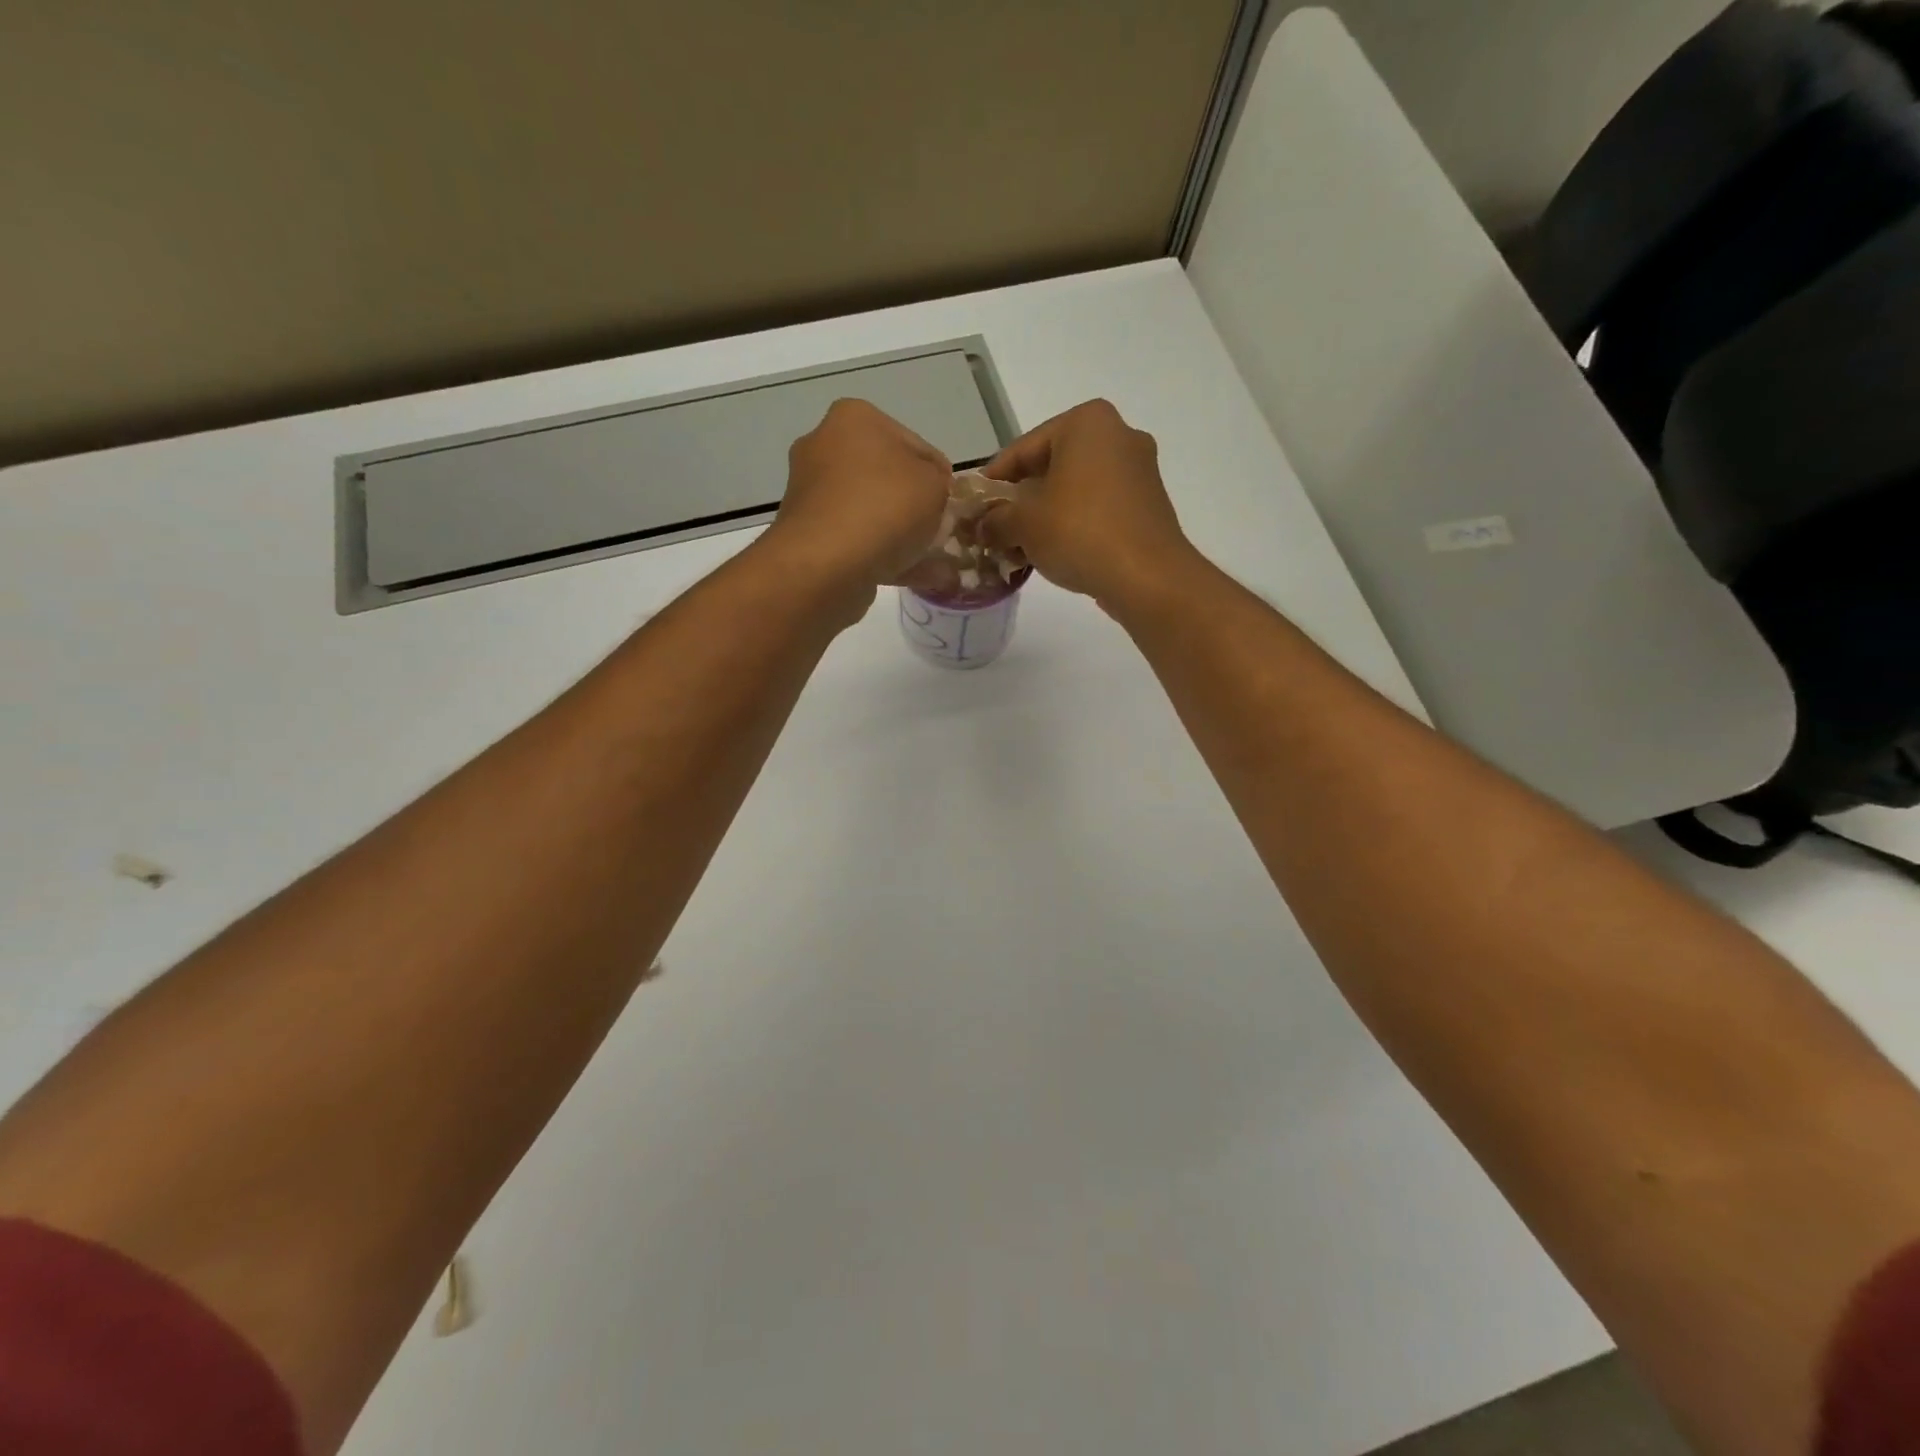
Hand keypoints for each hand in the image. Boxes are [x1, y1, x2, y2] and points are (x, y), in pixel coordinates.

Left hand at [763, 399, 952, 594]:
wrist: (826, 564)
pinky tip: (915, 577)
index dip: (939, 474)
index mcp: (854, 418)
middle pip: (887, 477)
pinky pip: (856, 540)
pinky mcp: (808, 534)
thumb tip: (931, 492)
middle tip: (941, 530)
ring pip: (872, 511)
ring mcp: (812, 493)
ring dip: (901, 533)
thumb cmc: (884, 508)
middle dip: (915, 504)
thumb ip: (939, 482)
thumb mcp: (934, 485)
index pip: (914, 443)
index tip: (952, 501)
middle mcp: (825, 447)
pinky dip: (884, 554)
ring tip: (933, 562)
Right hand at [979, 399, 1199, 609]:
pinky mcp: (1148, 503)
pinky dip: (1074, 523)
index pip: (1023, 449)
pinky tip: (1055, 552)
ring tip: (1020, 545)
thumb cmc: (1079, 533)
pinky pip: (1099, 507)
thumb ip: (995, 519)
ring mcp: (1139, 469)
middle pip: (1051, 466)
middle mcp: (1119, 434)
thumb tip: (982, 527)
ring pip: (1076, 488)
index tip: (975, 507)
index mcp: (1087, 422)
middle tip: (995, 528)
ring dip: (1046, 514)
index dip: (993, 481)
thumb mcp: (1023, 524)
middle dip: (1021, 499)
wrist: (1147, 576)